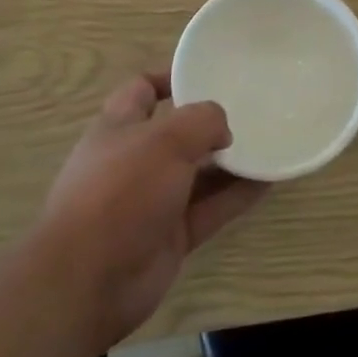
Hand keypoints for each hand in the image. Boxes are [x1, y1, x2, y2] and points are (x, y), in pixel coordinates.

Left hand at [41, 71, 268, 346]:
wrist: (88, 282)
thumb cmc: (121, 192)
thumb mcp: (165, 139)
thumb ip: (202, 121)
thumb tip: (222, 131)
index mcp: (118, 128)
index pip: (142, 90)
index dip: (170, 78)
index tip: (208, 74)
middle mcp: (134, 160)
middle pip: (176, 132)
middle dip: (210, 123)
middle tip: (251, 109)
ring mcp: (152, 200)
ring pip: (198, 172)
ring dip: (231, 160)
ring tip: (269, 142)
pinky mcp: (171, 235)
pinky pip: (211, 207)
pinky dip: (237, 195)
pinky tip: (269, 181)